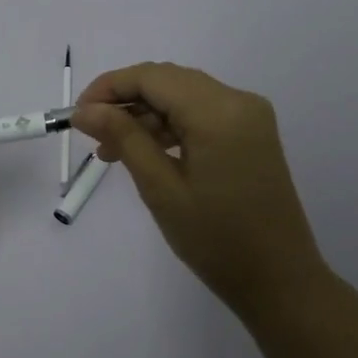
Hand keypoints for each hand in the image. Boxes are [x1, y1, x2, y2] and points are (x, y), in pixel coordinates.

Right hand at [72, 63, 326, 315]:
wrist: (280, 281)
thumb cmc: (216, 240)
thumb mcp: (161, 188)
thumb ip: (123, 138)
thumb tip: (85, 110)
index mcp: (218, 111)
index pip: (152, 77)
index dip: (109, 87)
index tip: (77, 115)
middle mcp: (238, 100)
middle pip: (169, 81)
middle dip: (126, 100)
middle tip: (91, 132)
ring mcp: (250, 116)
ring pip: (184, 95)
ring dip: (146, 114)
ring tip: (112, 151)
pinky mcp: (252, 133)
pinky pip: (202, 113)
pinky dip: (171, 125)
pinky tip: (146, 151)